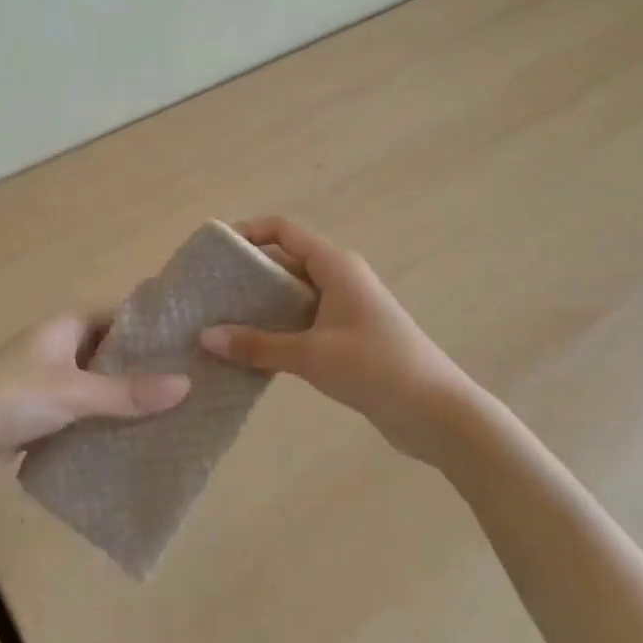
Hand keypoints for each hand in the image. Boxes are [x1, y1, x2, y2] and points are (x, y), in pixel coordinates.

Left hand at [0, 312, 189, 488]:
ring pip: (104, 392)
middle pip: (116, 357)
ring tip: (185, 418)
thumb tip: (186, 385)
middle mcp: (65, 351)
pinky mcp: (48, 422)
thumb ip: (126, 393)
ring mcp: (56, 388)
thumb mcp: (70, 392)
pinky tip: (145, 446)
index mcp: (68, 327)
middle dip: (150, 372)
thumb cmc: (7, 398)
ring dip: (132, 405)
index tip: (197, 342)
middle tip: (201, 385)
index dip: (156, 329)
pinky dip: (111, 430)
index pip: (123, 318)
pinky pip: (89, 421)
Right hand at [200, 216, 471, 461]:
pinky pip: (303, 320)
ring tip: (221, 323)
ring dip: (261, 305)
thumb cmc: (375, 368)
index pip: (283, 230)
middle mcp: (339, 277)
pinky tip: (252, 350)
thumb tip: (205, 336)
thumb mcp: (311, 355)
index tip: (215, 252)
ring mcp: (345, 307)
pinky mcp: (348, 336)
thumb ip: (258, 345)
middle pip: (285, 261)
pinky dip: (278, 328)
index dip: (248, 233)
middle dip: (248, 274)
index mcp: (335, 265)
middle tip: (209, 294)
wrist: (436, 412)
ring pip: (293, 294)